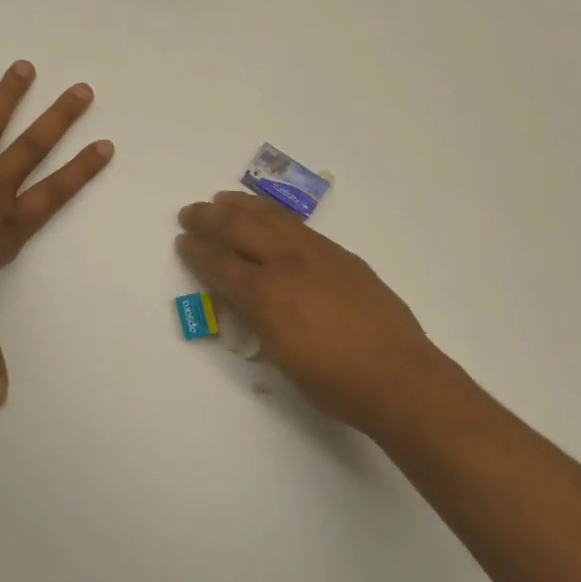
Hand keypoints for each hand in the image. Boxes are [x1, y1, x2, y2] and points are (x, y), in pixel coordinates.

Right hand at [175, 192, 445, 432]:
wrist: (397, 376)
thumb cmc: (335, 383)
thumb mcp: (282, 358)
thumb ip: (260, 323)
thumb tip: (248, 302)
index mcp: (268, 296)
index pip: (222, 267)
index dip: (198, 253)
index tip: (183, 240)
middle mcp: (289, 265)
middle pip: (242, 230)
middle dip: (211, 219)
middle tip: (190, 211)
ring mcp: (320, 256)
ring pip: (274, 220)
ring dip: (244, 207)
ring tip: (224, 198)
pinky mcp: (344, 257)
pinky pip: (301, 228)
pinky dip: (278, 217)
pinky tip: (272, 218)